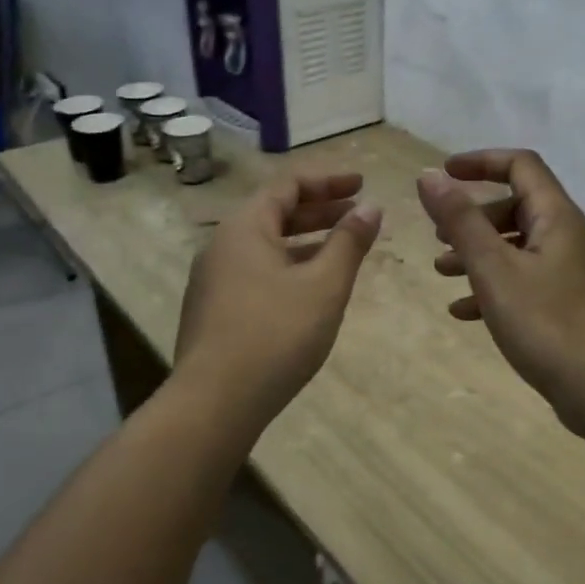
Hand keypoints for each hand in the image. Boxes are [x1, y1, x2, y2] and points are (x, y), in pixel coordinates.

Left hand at [175, 171, 382, 423]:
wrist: (214, 402)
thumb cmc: (275, 334)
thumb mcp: (324, 285)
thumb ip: (349, 242)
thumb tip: (371, 207)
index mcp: (245, 227)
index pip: (289, 185)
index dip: (329, 181)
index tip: (363, 185)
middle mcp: (222, 245)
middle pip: (275, 213)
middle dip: (320, 211)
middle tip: (358, 215)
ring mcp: (213, 280)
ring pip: (266, 246)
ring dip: (306, 242)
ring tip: (342, 251)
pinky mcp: (214, 311)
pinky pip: (256, 273)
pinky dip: (288, 268)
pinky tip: (310, 291)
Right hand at [417, 149, 584, 426]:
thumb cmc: (545, 323)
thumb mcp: (493, 269)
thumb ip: (460, 220)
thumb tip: (429, 175)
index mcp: (556, 217)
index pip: (520, 165)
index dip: (480, 162)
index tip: (443, 174)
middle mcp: (567, 237)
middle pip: (516, 206)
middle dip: (472, 217)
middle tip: (438, 236)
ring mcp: (570, 272)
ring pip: (517, 247)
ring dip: (477, 253)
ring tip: (441, 272)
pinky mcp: (567, 305)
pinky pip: (524, 281)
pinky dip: (493, 286)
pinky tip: (463, 312)